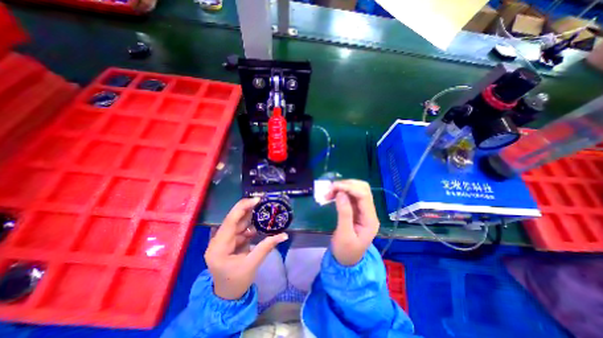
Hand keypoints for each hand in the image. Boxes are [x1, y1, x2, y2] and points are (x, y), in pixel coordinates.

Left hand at [203, 198, 287, 300]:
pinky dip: (250, 226)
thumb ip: (267, 247)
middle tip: (262, 201)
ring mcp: (222, 241)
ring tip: (263, 210)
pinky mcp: (228, 242)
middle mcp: (217, 241)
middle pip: (233, 220)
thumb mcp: (252, 264)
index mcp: (219, 247)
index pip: (230, 221)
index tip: (257, 200)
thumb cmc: (237, 282)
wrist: (227, 296)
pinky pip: (240, 230)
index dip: (243, 208)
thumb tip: (284, 235)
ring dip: (250, 217)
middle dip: (248, 210)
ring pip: (237, 224)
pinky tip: (259, 224)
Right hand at [328, 179, 377, 266]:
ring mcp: (362, 210)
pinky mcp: (356, 209)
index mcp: (370, 219)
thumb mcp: (344, 235)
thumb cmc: (346, 251)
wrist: (347, 261)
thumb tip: (340, 194)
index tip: (333, 187)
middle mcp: (369, 212)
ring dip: (342, 187)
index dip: (349, 187)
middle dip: (346, 185)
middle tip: (330, 189)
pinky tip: (332, 195)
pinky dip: (340, 192)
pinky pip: (350, 195)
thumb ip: (344, 214)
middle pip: (362, 189)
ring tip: (328, 192)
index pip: (364, 196)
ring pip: (356, 190)